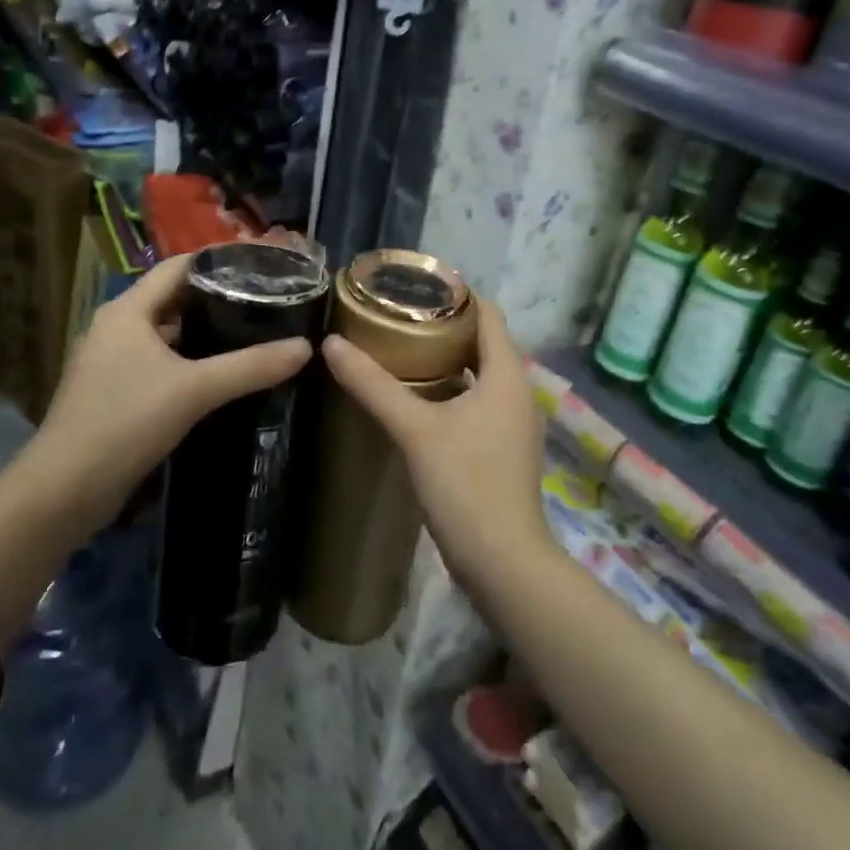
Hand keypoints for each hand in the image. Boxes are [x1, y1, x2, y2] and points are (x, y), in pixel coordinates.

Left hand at [31, 252, 312, 516]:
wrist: (63, 491)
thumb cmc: (125, 421)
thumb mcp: (194, 390)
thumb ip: (250, 366)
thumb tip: (305, 347)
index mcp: (127, 310)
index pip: (178, 267)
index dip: (218, 262)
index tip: (261, 265)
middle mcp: (116, 327)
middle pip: (173, 299)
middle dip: (218, 299)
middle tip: (266, 301)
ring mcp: (111, 362)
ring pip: (167, 334)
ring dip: (204, 334)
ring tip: (252, 334)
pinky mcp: (114, 393)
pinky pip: (159, 364)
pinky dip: (189, 362)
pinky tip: (219, 376)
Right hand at [321, 299, 552, 584]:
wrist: (504, 563)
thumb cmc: (465, 484)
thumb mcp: (414, 429)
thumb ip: (373, 385)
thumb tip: (331, 344)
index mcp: (507, 375)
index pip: (488, 313)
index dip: (457, 294)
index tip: (415, 286)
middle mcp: (518, 392)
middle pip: (484, 342)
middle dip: (445, 326)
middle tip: (398, 317)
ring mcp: (514, 423)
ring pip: (481, 375)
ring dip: (448, 360)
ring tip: (402, 351)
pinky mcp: (505, 449)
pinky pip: (479, 402)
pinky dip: (453, 390)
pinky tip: (419, 400)